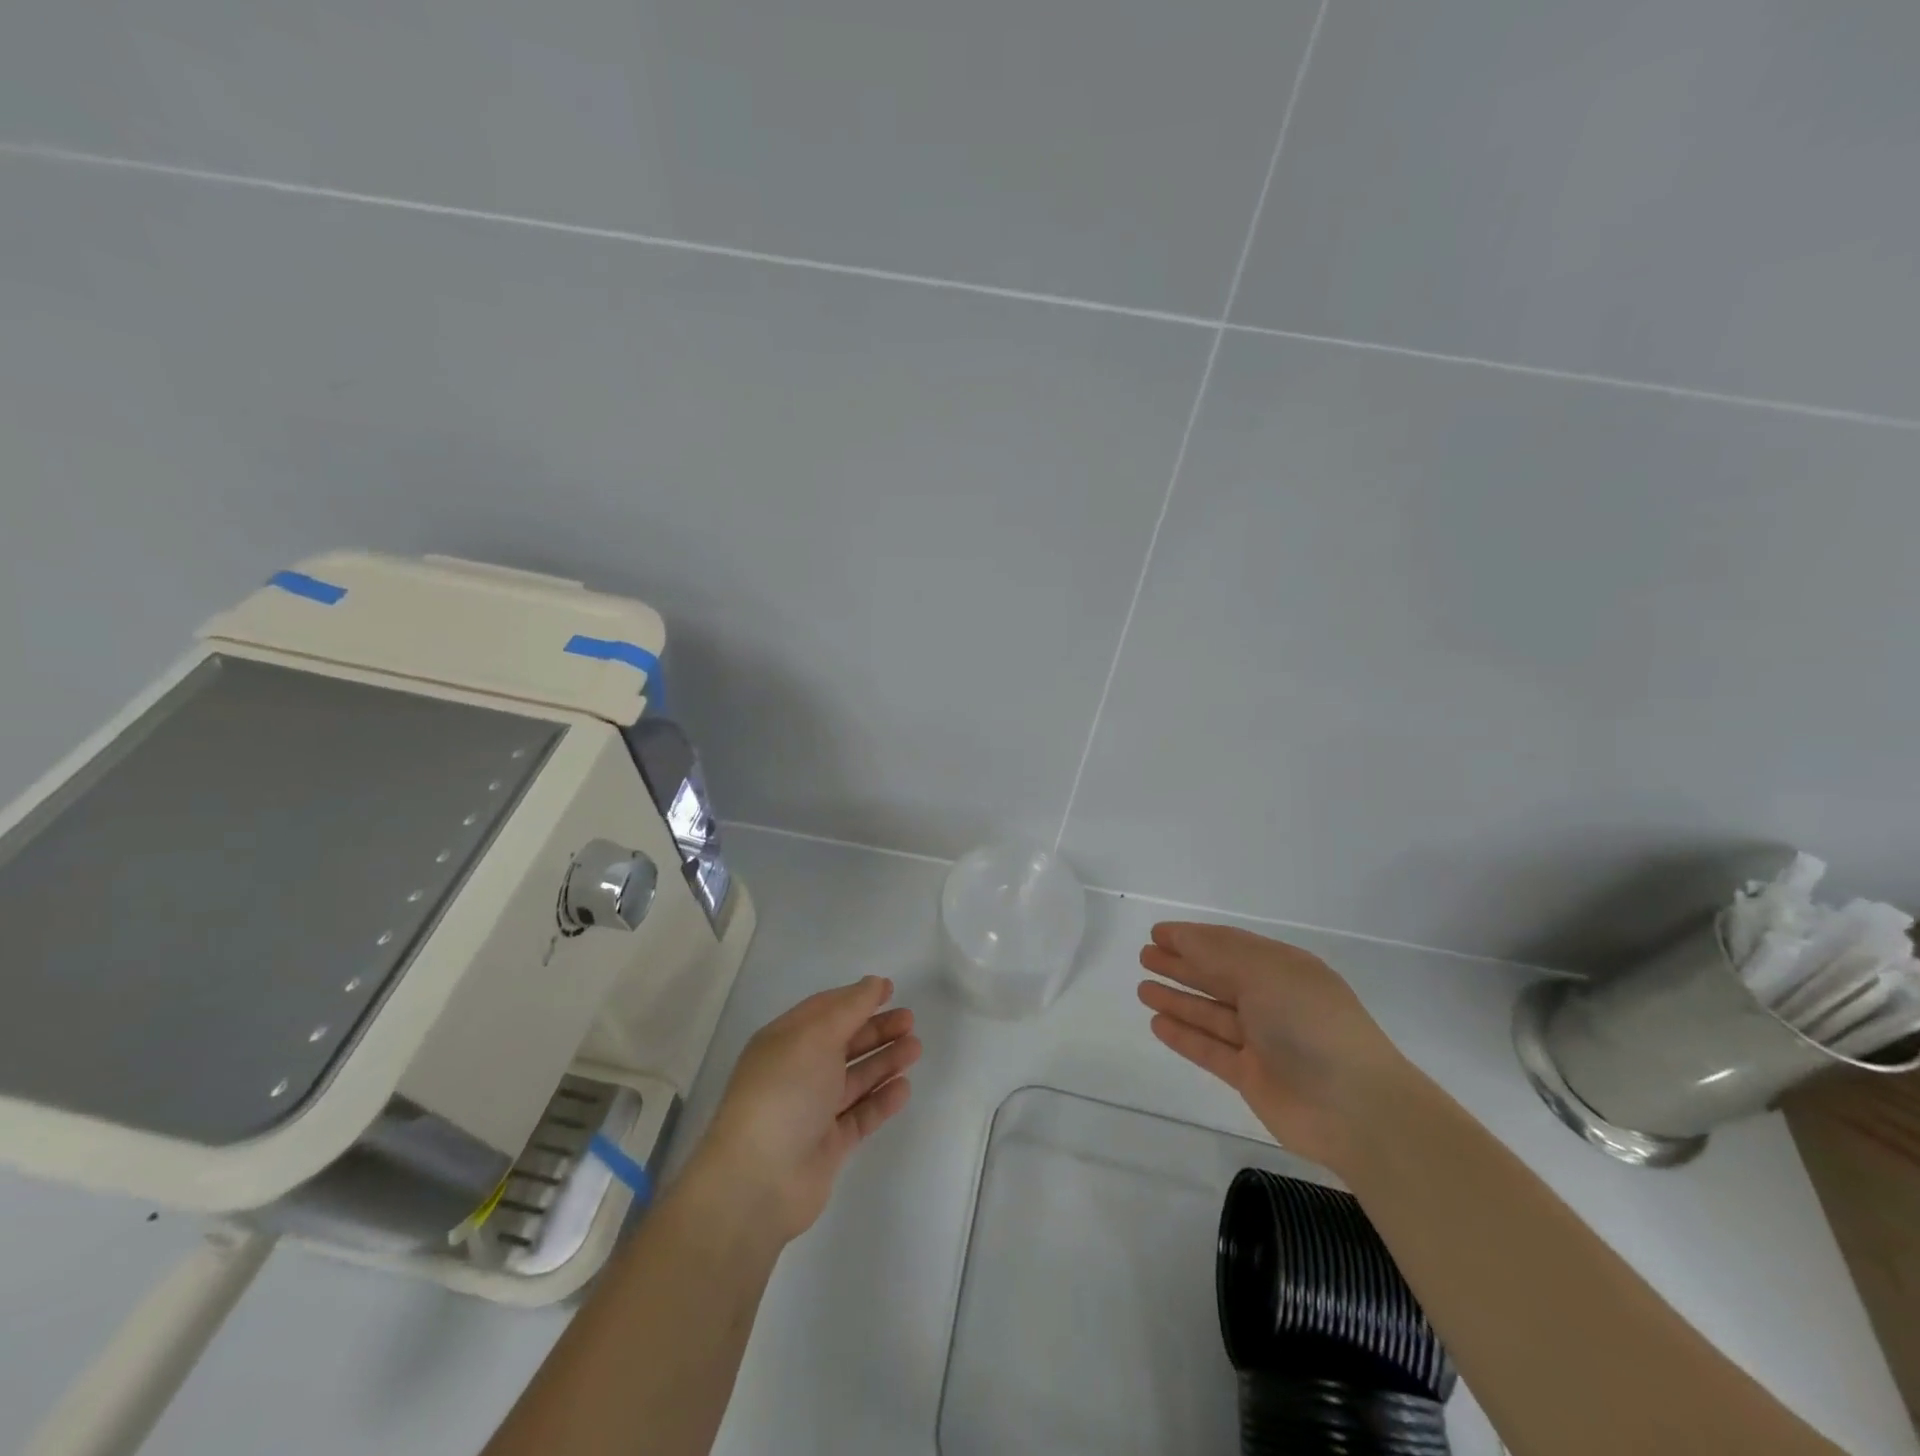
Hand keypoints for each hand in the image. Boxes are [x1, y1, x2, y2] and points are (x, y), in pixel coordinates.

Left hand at [690, 977, 920, 1245]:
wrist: (759, 1180)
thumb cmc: (784, 1093)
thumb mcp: (816, 1037)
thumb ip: (850, 1008)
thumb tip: (874, 983)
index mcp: (785, 1041)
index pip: (824, 1010)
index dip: (856, 998)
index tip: (890, 989)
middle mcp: (797, 1072)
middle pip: (843, 1043)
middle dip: (876, 1029)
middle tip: (910, 1020)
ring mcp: (812, 1110)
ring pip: (855, 1078)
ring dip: (884, 1060)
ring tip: (915, 1048)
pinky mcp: (828, 1145)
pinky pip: (861, 1115)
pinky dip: (881, 1100)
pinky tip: (904, 1087)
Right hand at [1137, 922, 1407, 1171]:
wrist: (1356, 1108)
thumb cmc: (1309, 1024)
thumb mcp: (1264, 972)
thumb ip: (1217, 954)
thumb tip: (1181, 938)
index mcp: (1284, 969)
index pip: (1230, 945)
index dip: (1193, 938)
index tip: (1157, 932)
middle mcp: (1273, 1001)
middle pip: (1218, 977)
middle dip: (1182, 965)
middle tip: (1145, 956)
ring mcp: (1263, 1041)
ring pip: (1211, 1013)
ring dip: (1178, 999)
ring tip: (1142, 988)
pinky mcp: (1253, 1077)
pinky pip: (1210, 1049)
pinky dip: (1184, 1035)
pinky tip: (1157, 1023)